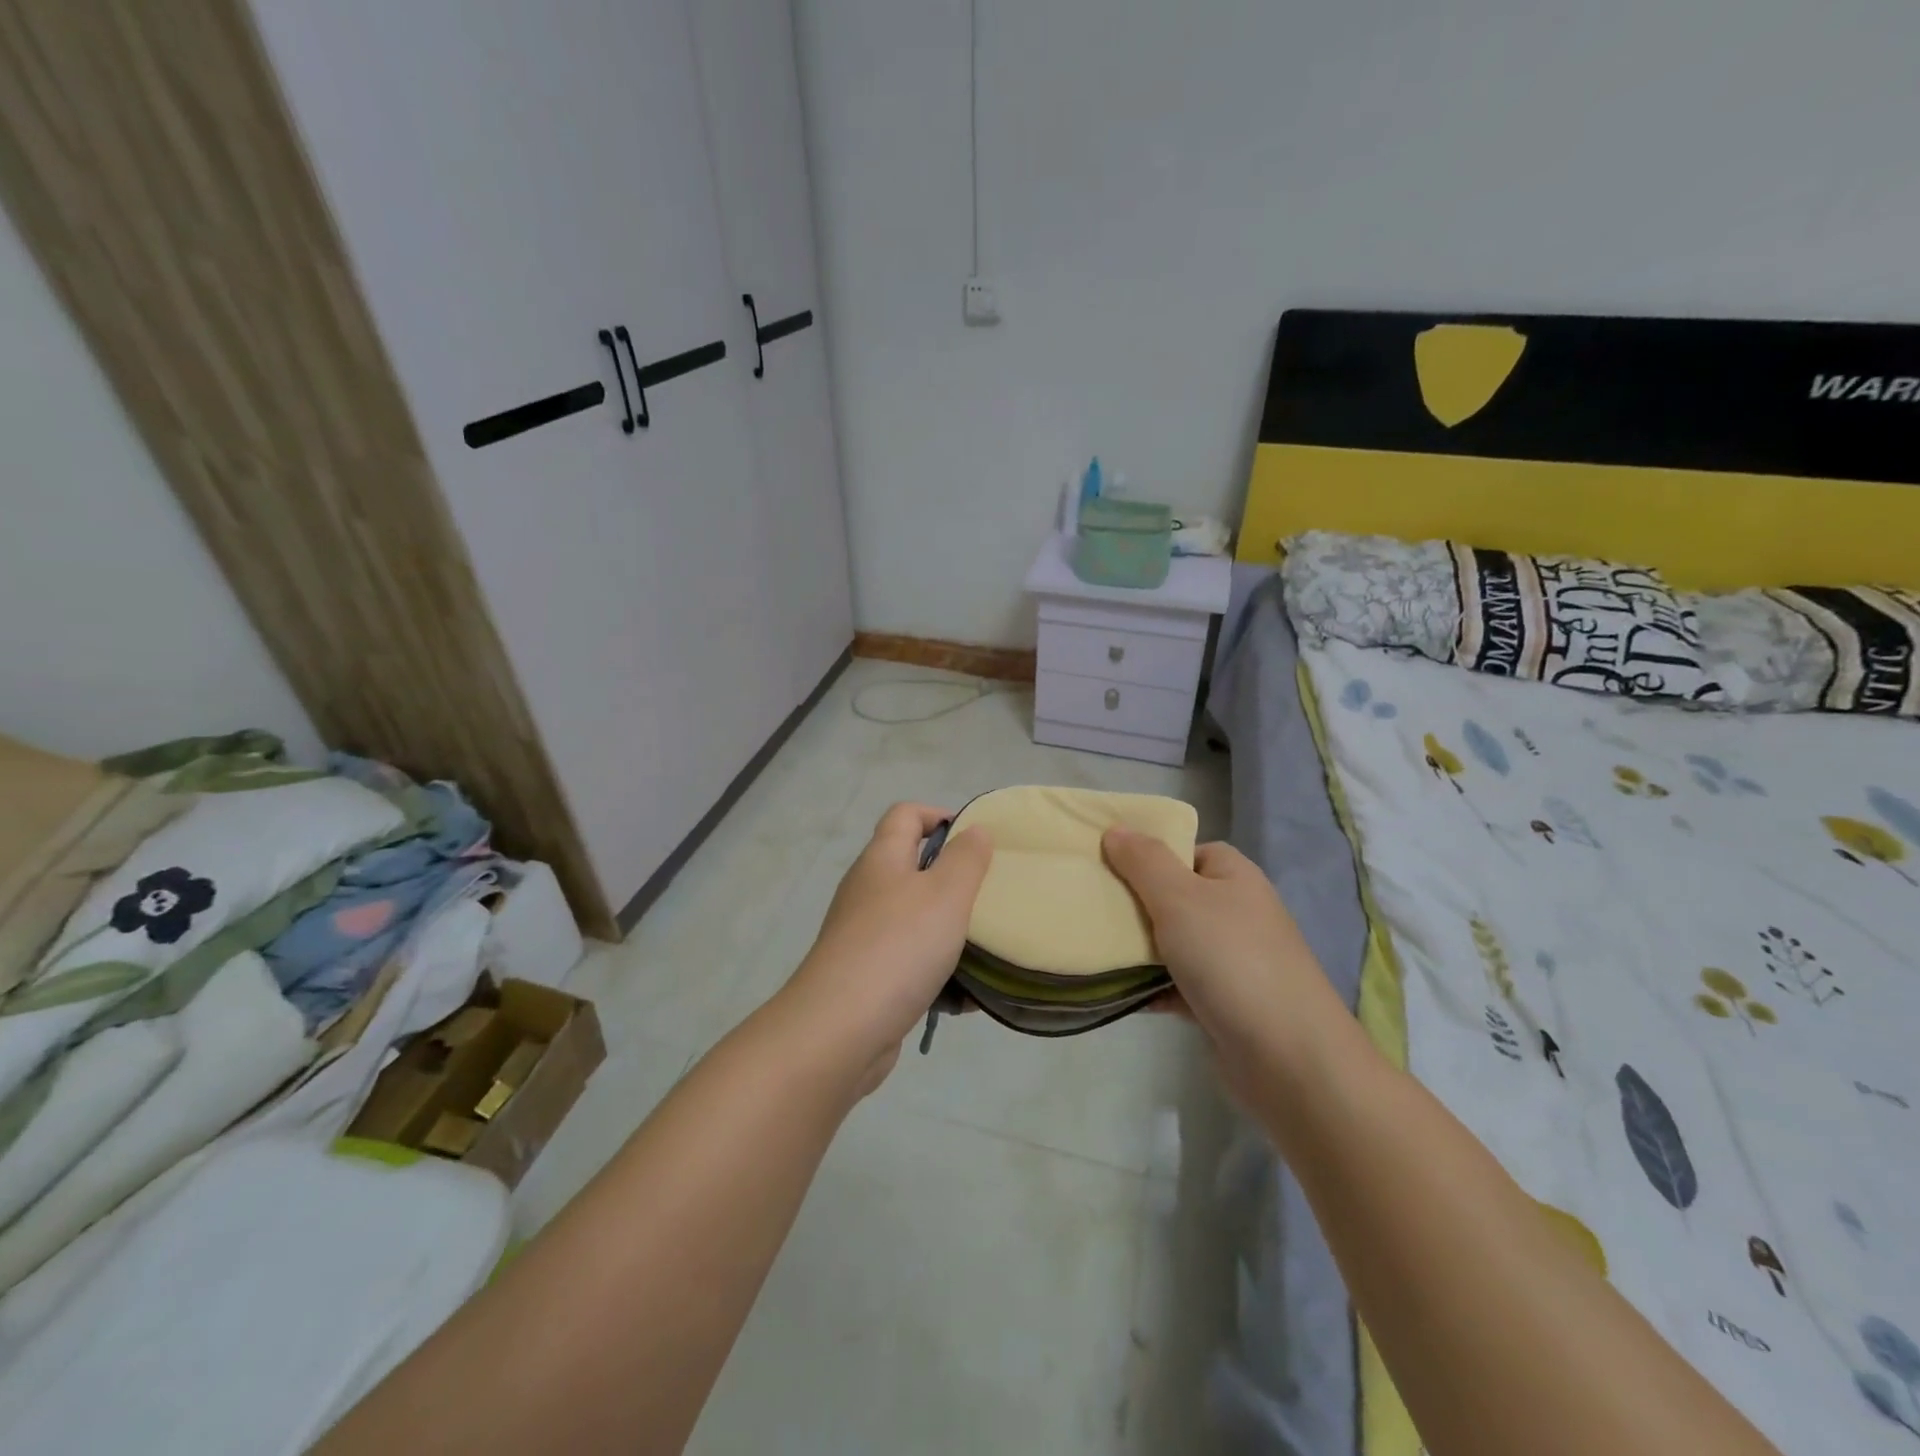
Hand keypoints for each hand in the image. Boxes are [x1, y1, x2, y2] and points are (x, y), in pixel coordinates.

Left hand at [781, 804, 992, 1089]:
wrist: (839, 1030)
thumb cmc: (898, 947)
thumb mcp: (946, 894)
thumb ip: (966, 858)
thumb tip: (975, 830)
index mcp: (882, 859)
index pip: (906, 814)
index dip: (941, 815)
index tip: (977, 839)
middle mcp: (868, 890)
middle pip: (913, 867)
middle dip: (955, 880)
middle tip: (991, 895)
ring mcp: (863, 935)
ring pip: (915, 920)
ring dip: (951, 931)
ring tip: (988, 946)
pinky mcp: (867, 977)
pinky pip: (911, 963)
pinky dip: (939, 974)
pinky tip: (968, 997)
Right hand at [1101, 829, 1349, 1076]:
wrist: (1287, 1058)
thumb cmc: (1230, 959)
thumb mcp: (1179, 897)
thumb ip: (1143, 861)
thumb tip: (1116, 829)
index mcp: (1233, 877)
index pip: (1185, 849)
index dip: (1147, 854)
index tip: (1105, 864)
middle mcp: (1236, 912)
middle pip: (1173, 895)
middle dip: (1134, 902)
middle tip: (1091, 906)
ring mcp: (1231, 960)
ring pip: (1172, 942)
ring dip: (1138, 948)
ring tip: (1094, 946)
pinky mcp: (1222, 1003)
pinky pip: (1175, 984)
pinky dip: (1150, 988)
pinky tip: (1119, 992)